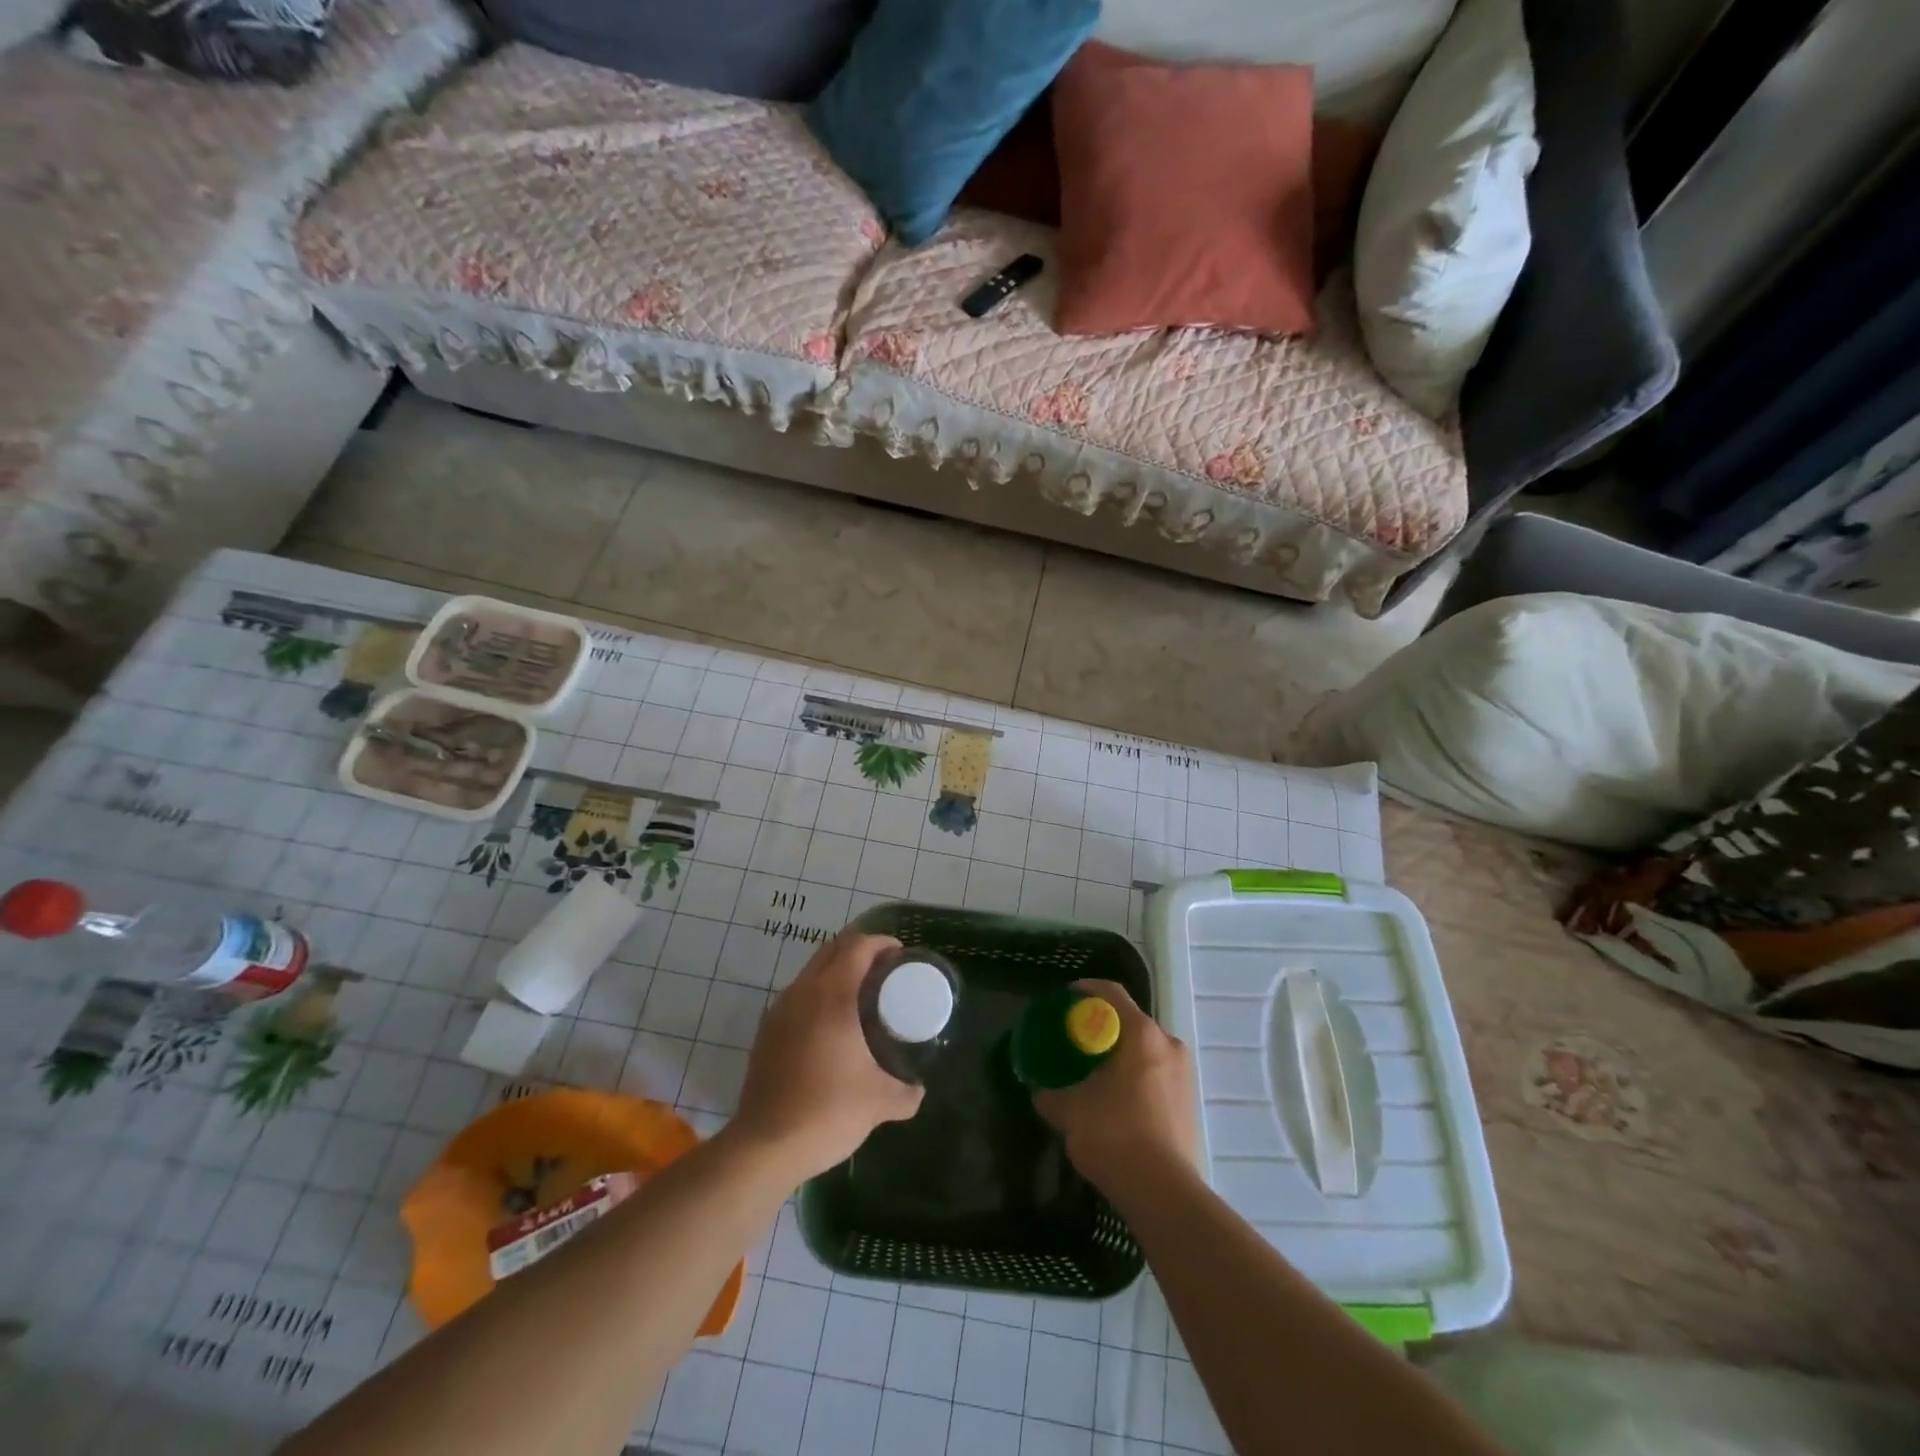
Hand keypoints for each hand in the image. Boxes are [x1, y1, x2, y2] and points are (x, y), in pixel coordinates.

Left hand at [730, 929, 924, 1181]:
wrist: (765, 1147)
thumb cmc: (827, 1111)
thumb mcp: (880, 1102)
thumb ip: (906, 1092)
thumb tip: (918, 1090)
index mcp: (833, 994)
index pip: (858, 945)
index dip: (882, 942)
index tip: (901, 956)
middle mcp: (803, 992)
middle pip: (833, 949)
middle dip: (860, 950)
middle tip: (886, 971)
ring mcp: (780, 1010)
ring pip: (812, 971)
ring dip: (837, 971)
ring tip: (862, 996)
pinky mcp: (767, 1032)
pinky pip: (798, 996)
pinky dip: (819, 994)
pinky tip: (833, 1026)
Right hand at [1032, 980, 1200, 1194]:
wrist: (1165, 1194)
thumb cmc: (1115, 1136)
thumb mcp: (1069, 1111)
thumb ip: (1050, 1094)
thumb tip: (1038, 1090)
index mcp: (1142, 1034)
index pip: (1111, 993)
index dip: (1086, 989)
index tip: (1066, 999)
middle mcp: (1169, 1044)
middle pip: (1130, 1021)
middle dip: (1103, 1026)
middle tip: (1077, 1040)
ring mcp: (1185, 1073)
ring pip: (1146, 1049)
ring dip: (1121, 1053)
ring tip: (1095, 1072)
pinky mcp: (1190, 1101)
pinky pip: (1157, 1073)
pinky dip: (1136, 1075)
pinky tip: (1118, 1099)